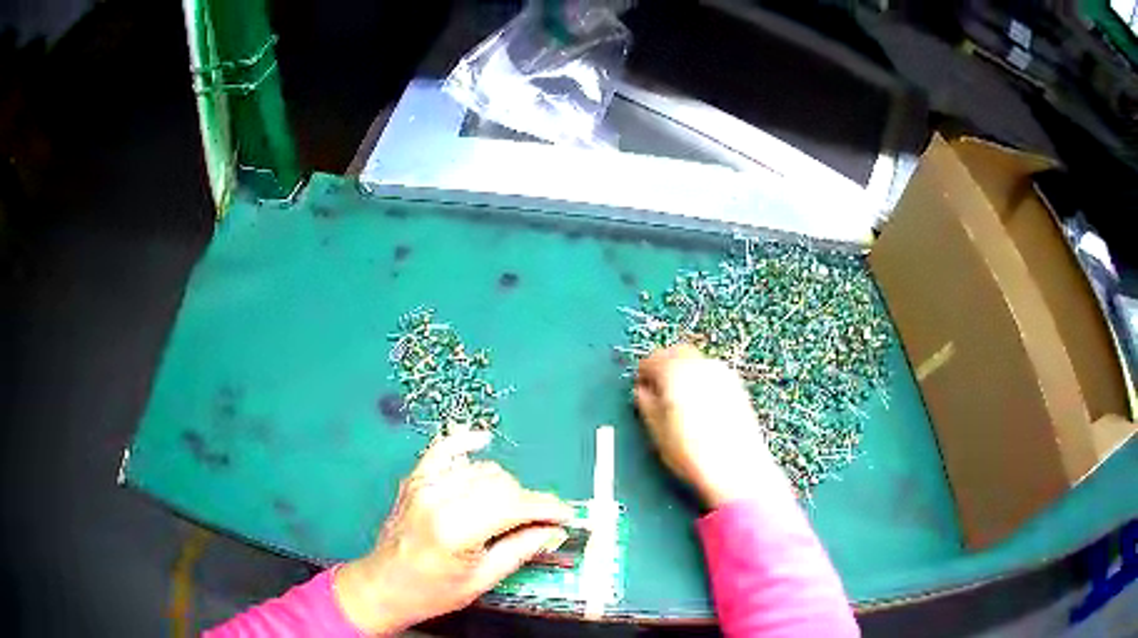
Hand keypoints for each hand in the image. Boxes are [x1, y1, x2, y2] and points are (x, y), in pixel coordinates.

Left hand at [334, 432, 573, 634]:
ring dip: (503, 486)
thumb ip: (521, 549)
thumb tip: (555, 530)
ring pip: (481, 469)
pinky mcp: (415, 479)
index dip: (547, 508)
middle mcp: (439, 498)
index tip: (567, 516)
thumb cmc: (433, 592)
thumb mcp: (482, 580)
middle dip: (527, 500)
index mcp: (456, 529)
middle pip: (501, 483)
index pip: (514, 505)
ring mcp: (424, 484)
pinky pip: (444, 449)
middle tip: (538, 522)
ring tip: (509, 509)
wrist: (384, 586)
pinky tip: (482, 440)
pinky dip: (464, 442)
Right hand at [634, 345, 790, 508]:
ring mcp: (723, 373)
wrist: (736, 468)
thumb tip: (643, 391)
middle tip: (657, 388)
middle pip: (677, 352)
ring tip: (678, 399)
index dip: (643, 373)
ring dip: (684, 371)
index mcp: (676, 372)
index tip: (641, 388)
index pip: (652, 359)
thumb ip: (646, 403)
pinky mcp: (737, 386)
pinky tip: (699, 404)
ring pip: (697, 360)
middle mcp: (701, 365)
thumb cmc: (690, 452)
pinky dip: (701, 379)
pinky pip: (712, 372)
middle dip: (664, 365)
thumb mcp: (656, 431)